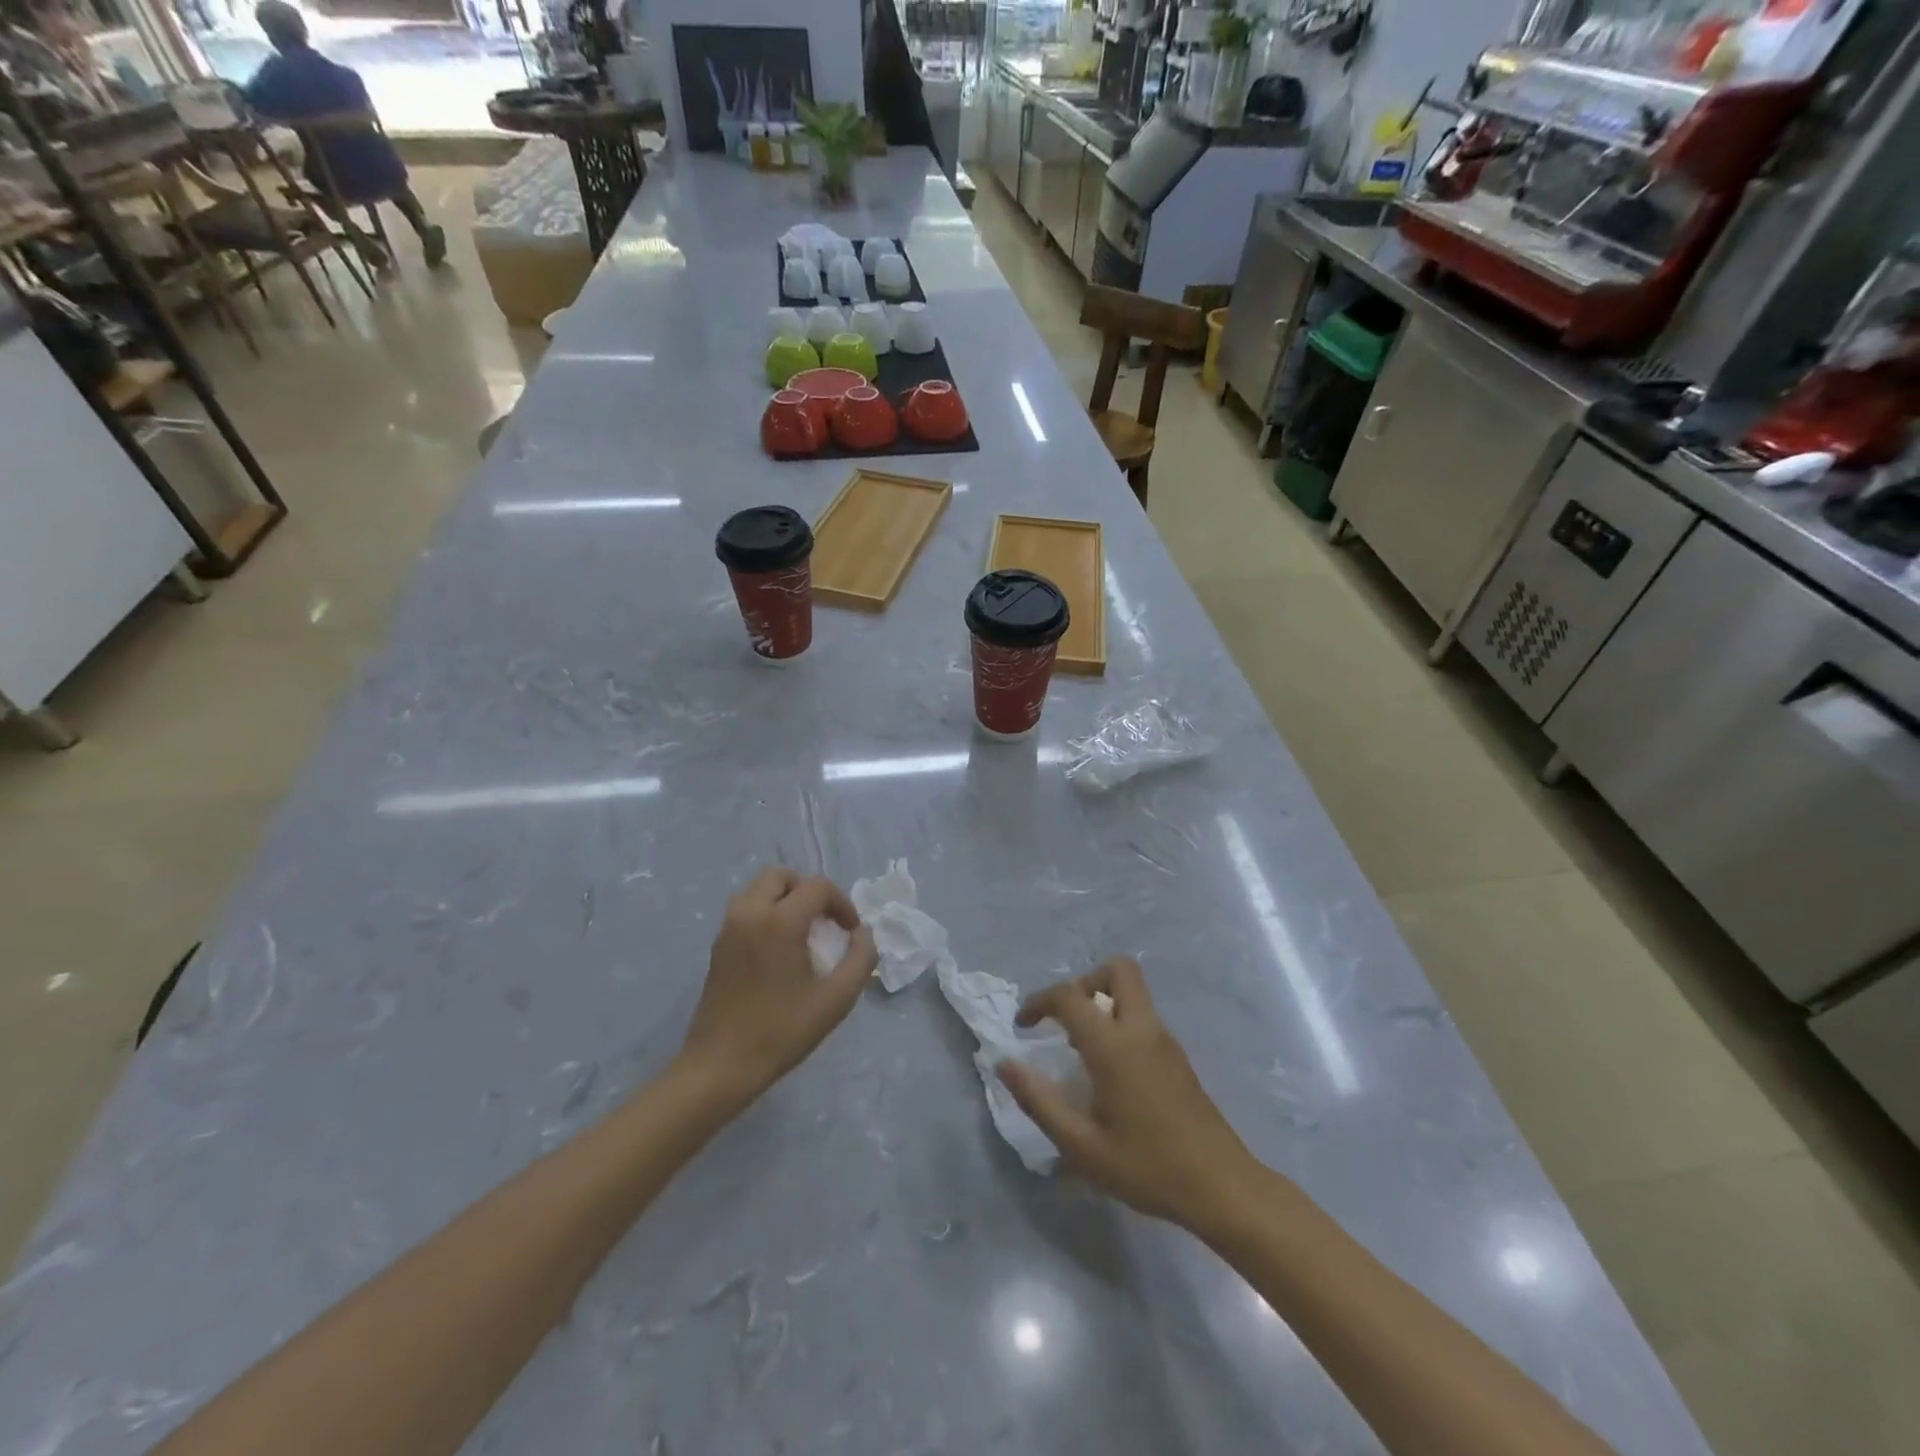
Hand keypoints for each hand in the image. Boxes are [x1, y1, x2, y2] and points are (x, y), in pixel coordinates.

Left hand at [680, 867, 876, 1110]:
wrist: (720, 1066)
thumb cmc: (782, 1032)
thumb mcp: (836, 999)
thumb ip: (860, 959)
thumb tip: (862, 934)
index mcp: (779, 921)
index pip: (817, 886)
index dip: (841, 903)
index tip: (850, 932)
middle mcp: (749, 913)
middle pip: (781, 876)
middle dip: (809, 890)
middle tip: (825, 921)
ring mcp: (728, 927)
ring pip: (759, 888)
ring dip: (785, 898)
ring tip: (803, 931)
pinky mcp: (718, 945)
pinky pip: (746, 908)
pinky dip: (767, 912)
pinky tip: (780, 949)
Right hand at [997, 958, 1261, 1234]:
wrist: (1222, 1187)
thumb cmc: (1147, 1168)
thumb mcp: (1082, 1146)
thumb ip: (1039, 1101)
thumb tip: (1004, 1064)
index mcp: (1115, 1046)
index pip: (1070, 996)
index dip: (1039, 1002)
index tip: (1024, 1026)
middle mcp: (1142, 1029)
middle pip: (1117, 970)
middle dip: (1084, 983)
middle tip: (1065, 1022)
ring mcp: (1165, 1039)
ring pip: (1133, 990)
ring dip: (1103, 1001)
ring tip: (1081, 1049)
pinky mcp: (1178, 1055)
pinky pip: (1143, 1015)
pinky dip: (1120, 1021)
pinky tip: (1110, 1070)